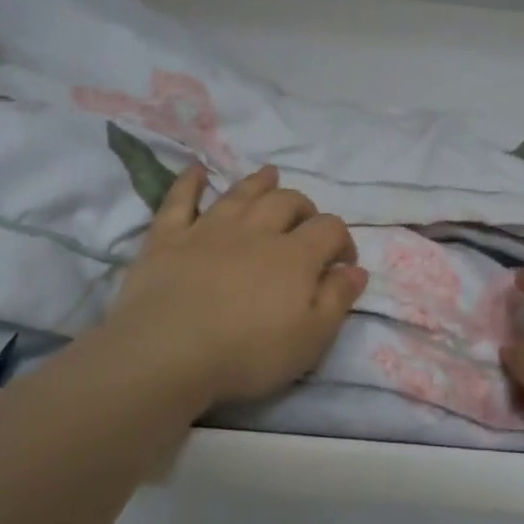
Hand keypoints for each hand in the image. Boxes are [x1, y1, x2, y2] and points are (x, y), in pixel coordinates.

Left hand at [99, 163, 367, 411]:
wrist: (167, 353)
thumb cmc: (247, 354)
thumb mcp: (311, 339)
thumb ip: (337, 300)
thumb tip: (356, 270)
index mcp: (294, 256)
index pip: (329, 229)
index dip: (342, 239)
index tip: (343, 262)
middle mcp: (255, 231)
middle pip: (286, 202)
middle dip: (303, 207)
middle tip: (305, 221)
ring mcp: (208, 229)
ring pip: (240, 194)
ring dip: (258, 182)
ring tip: (269, 174)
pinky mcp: (168, 237)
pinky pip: (180, 200)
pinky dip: (189, 182)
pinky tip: (196, 170)